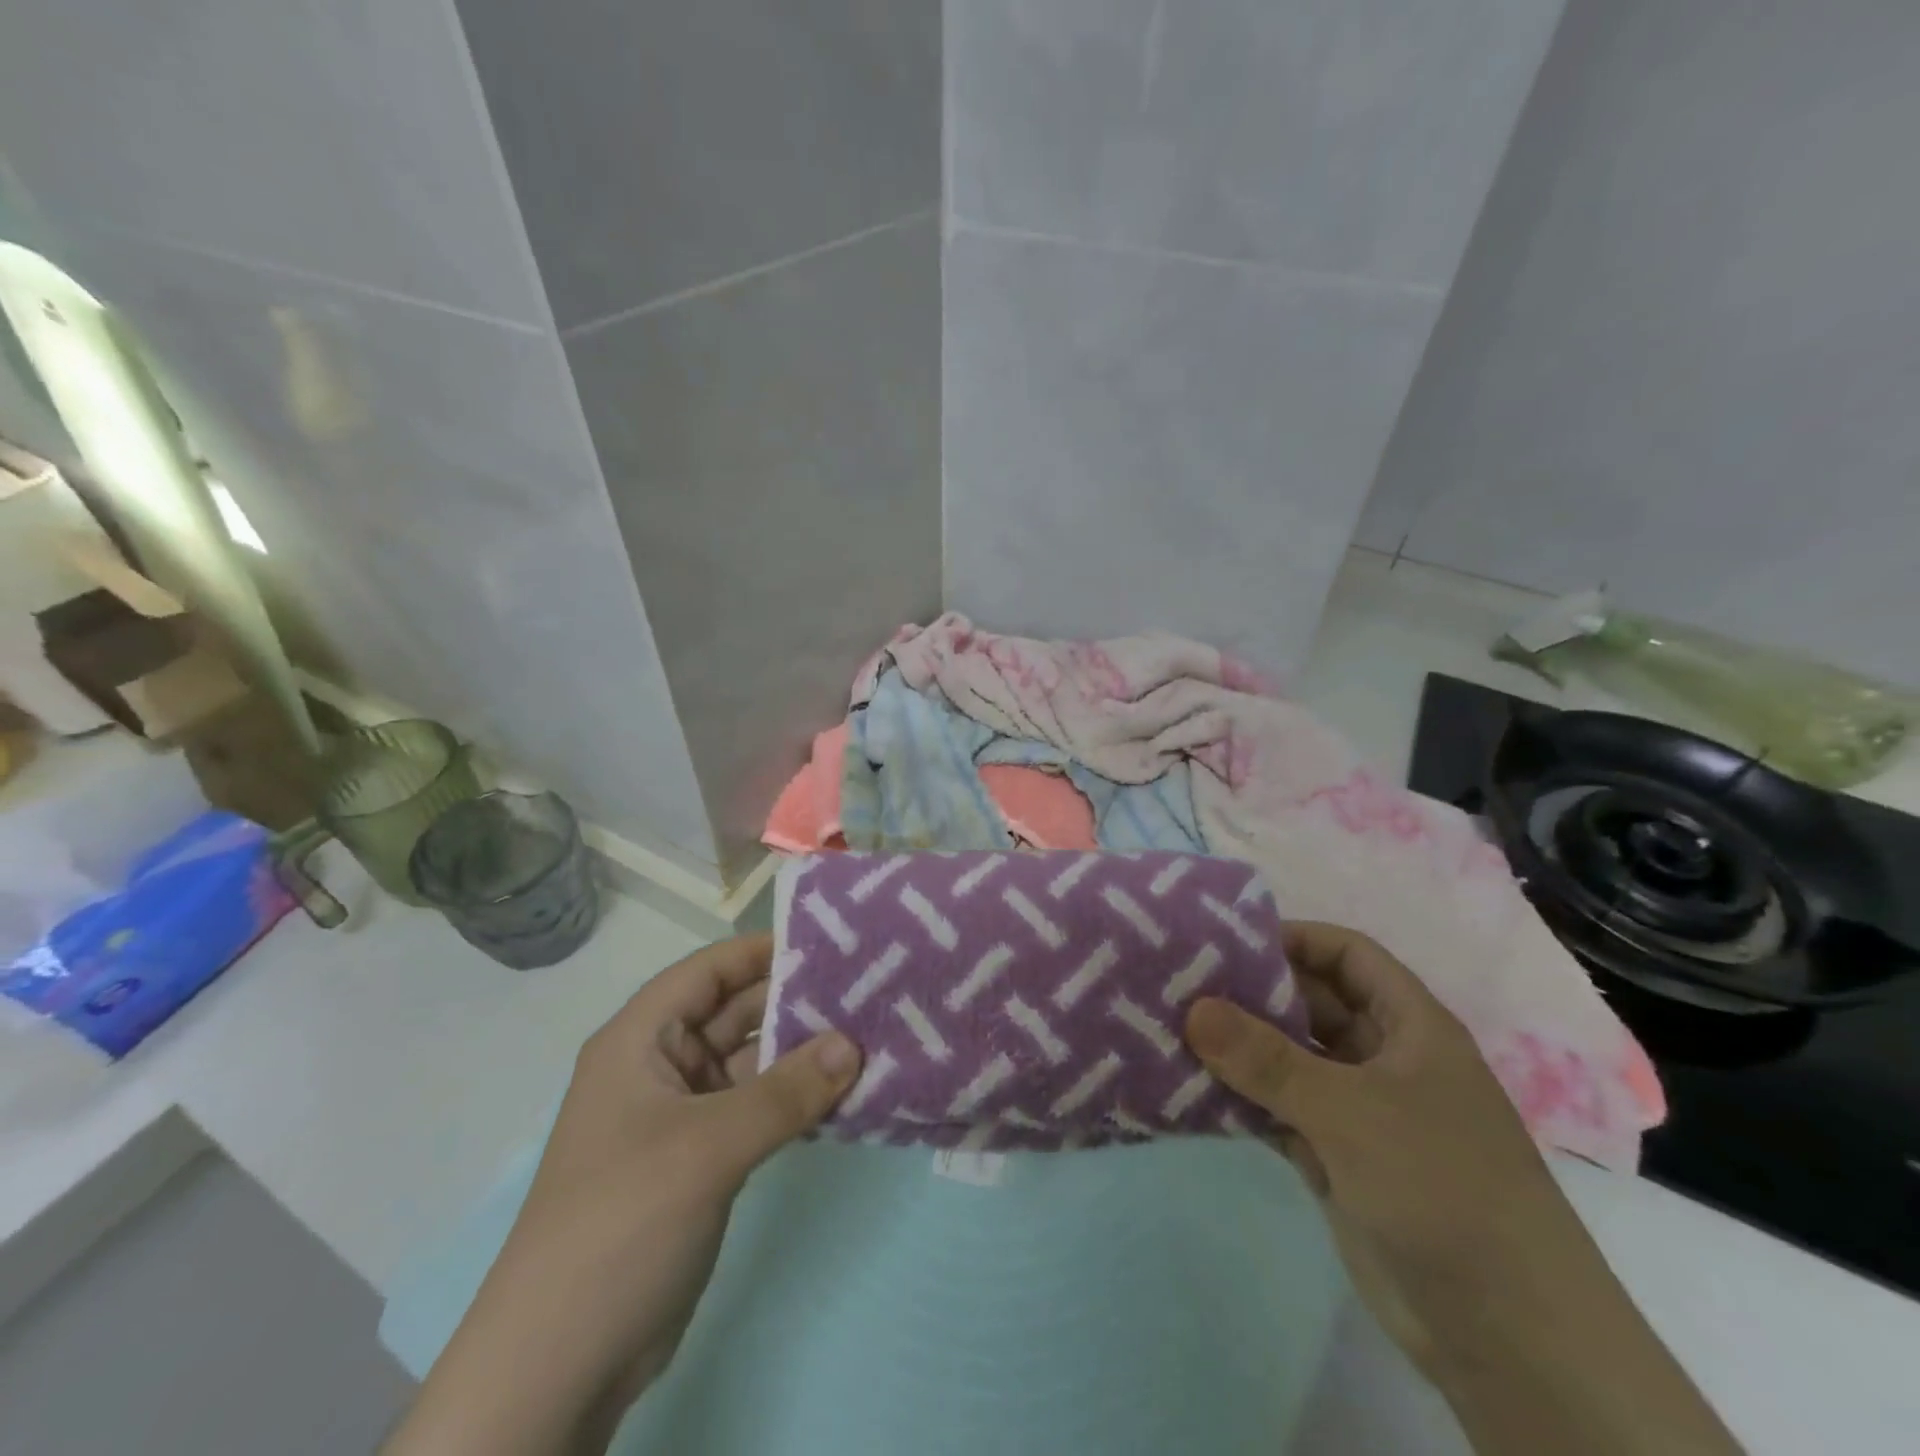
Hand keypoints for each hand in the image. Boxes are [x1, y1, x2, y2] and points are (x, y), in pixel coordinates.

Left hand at [385, 934, 861, 1455]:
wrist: (561, 1364)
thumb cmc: (621, 1223)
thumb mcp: (706, 1147)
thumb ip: (784, 1092)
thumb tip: (853, 1044)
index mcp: (641, 1040)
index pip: (708, 971)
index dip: (762, 950)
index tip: (829, 942)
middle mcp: (662, 1066)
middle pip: (735, 1013)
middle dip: (796, 1002)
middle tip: (868, 989)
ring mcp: (684, 1115)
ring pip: (752, 1063)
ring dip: (803, 1054)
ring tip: (871, 1036)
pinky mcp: (704, 1158)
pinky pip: (758, 1108)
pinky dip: (796, 1100)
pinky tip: (846, 1095)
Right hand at [1186, 921, 1561, 1377]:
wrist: (1508, 1337)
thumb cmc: (1442, 1188)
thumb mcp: (1350, 1110)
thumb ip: (1267, 1058)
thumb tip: (1192, 1007)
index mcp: (1409, 1026)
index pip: (1346, 954)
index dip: (1293, 938)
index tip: (1226, 941)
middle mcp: (1383, 1057)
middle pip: (1310, 1003)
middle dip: (1251, 993)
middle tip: (1181, 984)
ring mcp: (1359, 1110)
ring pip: (1289, 1058)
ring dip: (1239, 1048)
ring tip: (1172, 1029)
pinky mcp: (1337, 1156)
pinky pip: (1280, 1108)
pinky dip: (1242, 1097)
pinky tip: (1191, 1088)